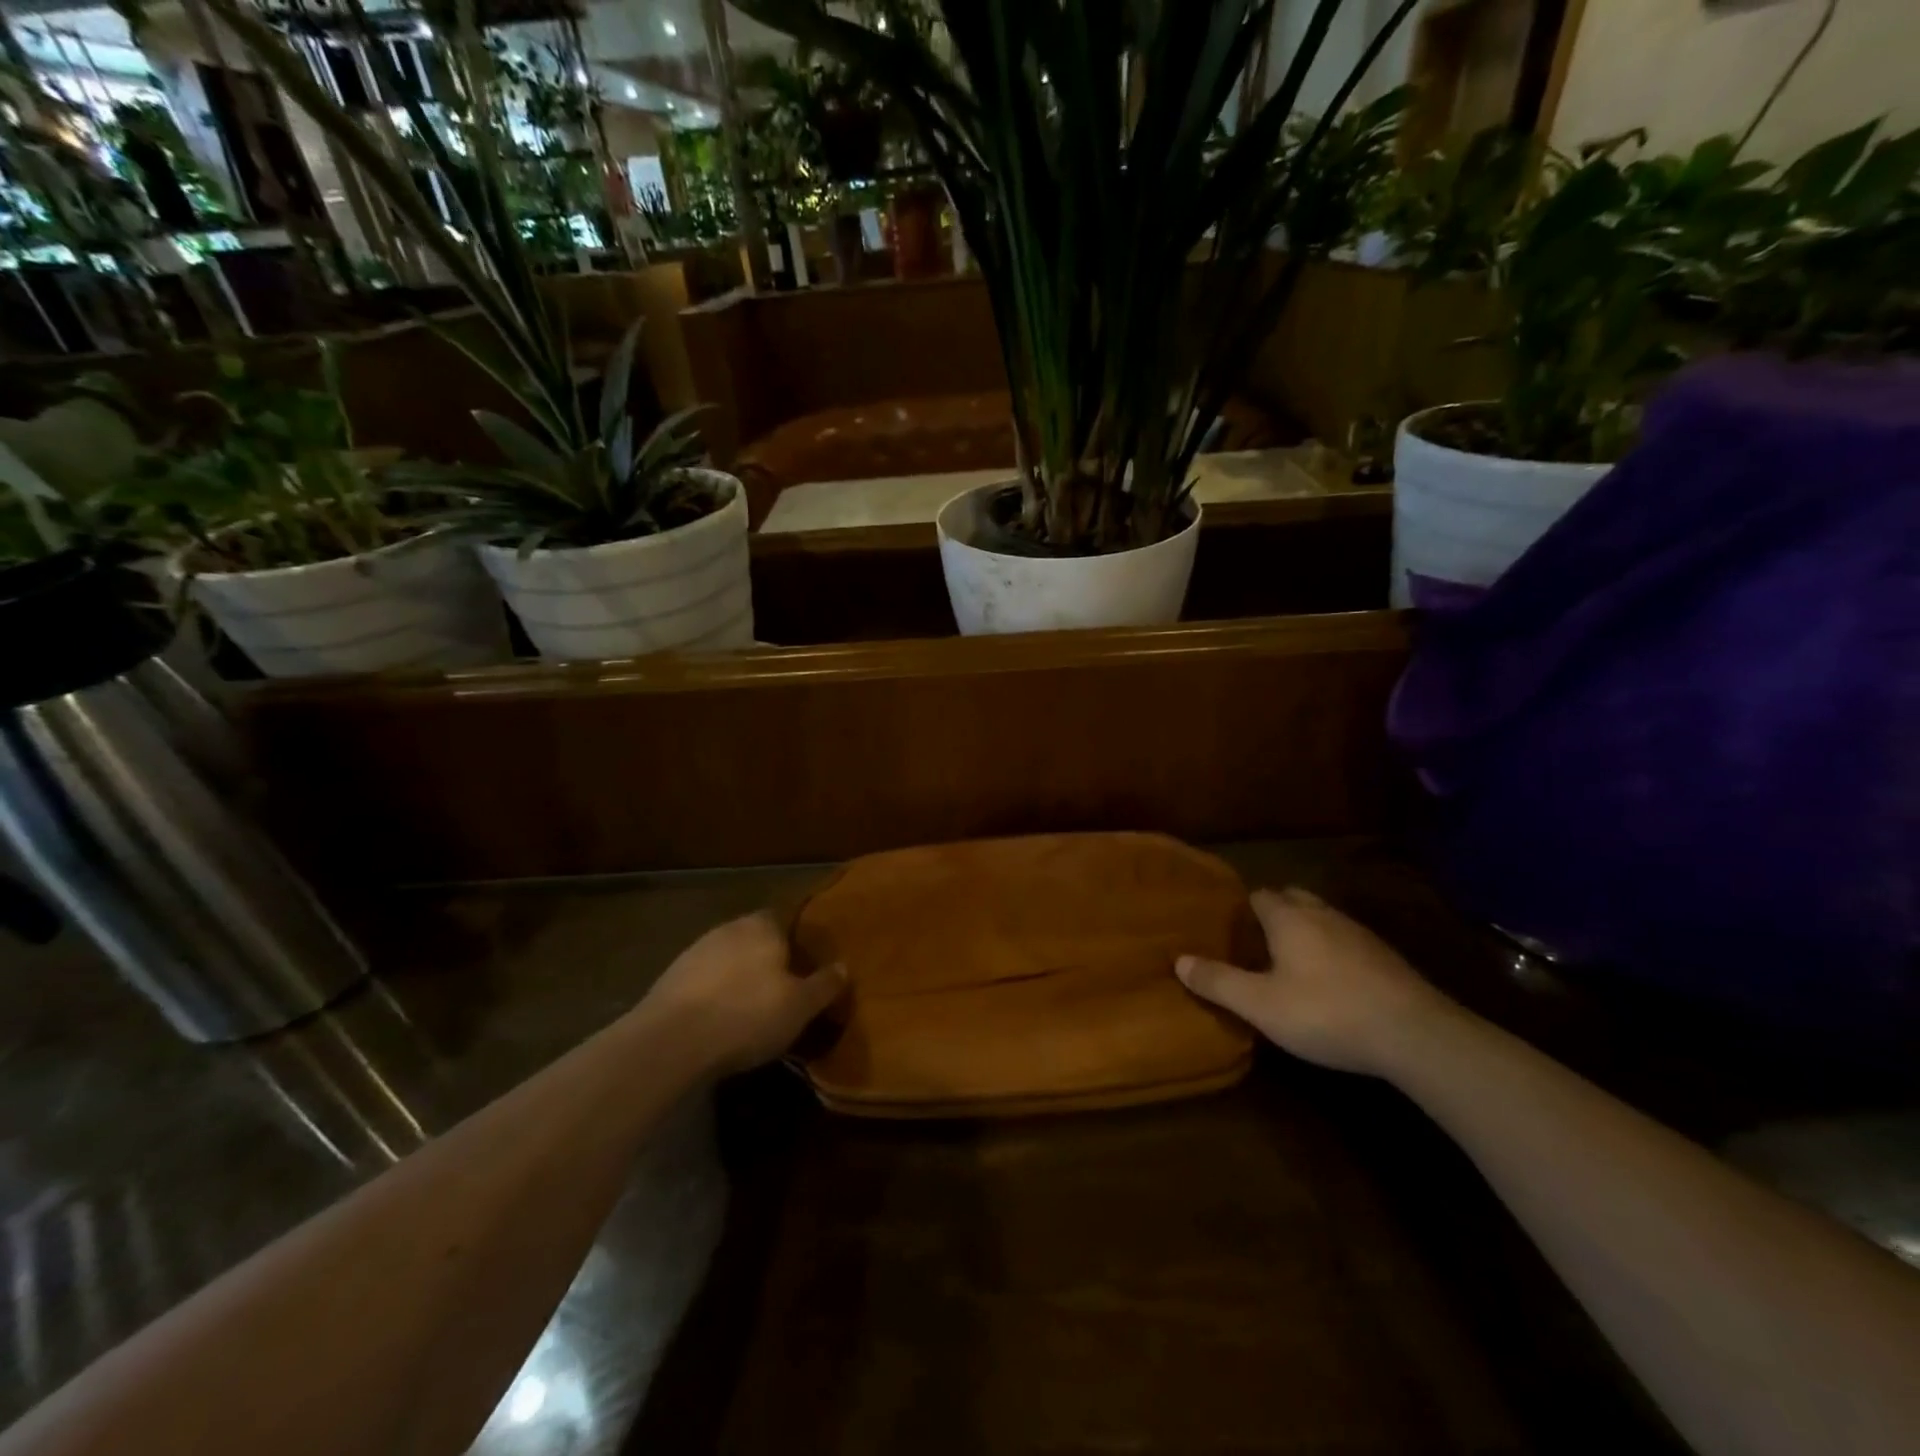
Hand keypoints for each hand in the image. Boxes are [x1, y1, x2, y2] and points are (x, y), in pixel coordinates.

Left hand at [643, 913, 846, 1075]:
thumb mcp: (800, 1006)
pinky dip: (712, 995)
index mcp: (763, 926)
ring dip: (737, 978)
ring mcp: (695, 951)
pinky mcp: (669, 978)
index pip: (785, 921)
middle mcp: (729, 928)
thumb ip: (824, 985)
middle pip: (755, 939)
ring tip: (748, 1010)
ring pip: (727, 960)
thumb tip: (843, 967)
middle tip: (780, 991)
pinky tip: (718, 1021)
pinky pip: (703, 981)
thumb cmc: (747, 1015)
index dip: (796, 943)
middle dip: (766, 960)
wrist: (670, 1041)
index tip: (804, 967)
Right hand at [1176, 887, 1456, 1076]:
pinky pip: (1348, 941)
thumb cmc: (1326, 1012)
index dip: (1243, 907)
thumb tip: (1178, 960)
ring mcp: (1359, 934)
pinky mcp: (1386, 958)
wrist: (1415, 1034)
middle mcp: (1323, 915)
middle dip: (1275, 910)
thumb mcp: (1261, 1005)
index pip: (1259, 895)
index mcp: (1289, 918)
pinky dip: (1333, 950)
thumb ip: (1218, 982)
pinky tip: (1332, 980)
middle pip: (1293, 898)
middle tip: (1257, 939)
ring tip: (1292, 959)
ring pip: (1323, 918)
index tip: (1229, 926)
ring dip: (1306, 930)